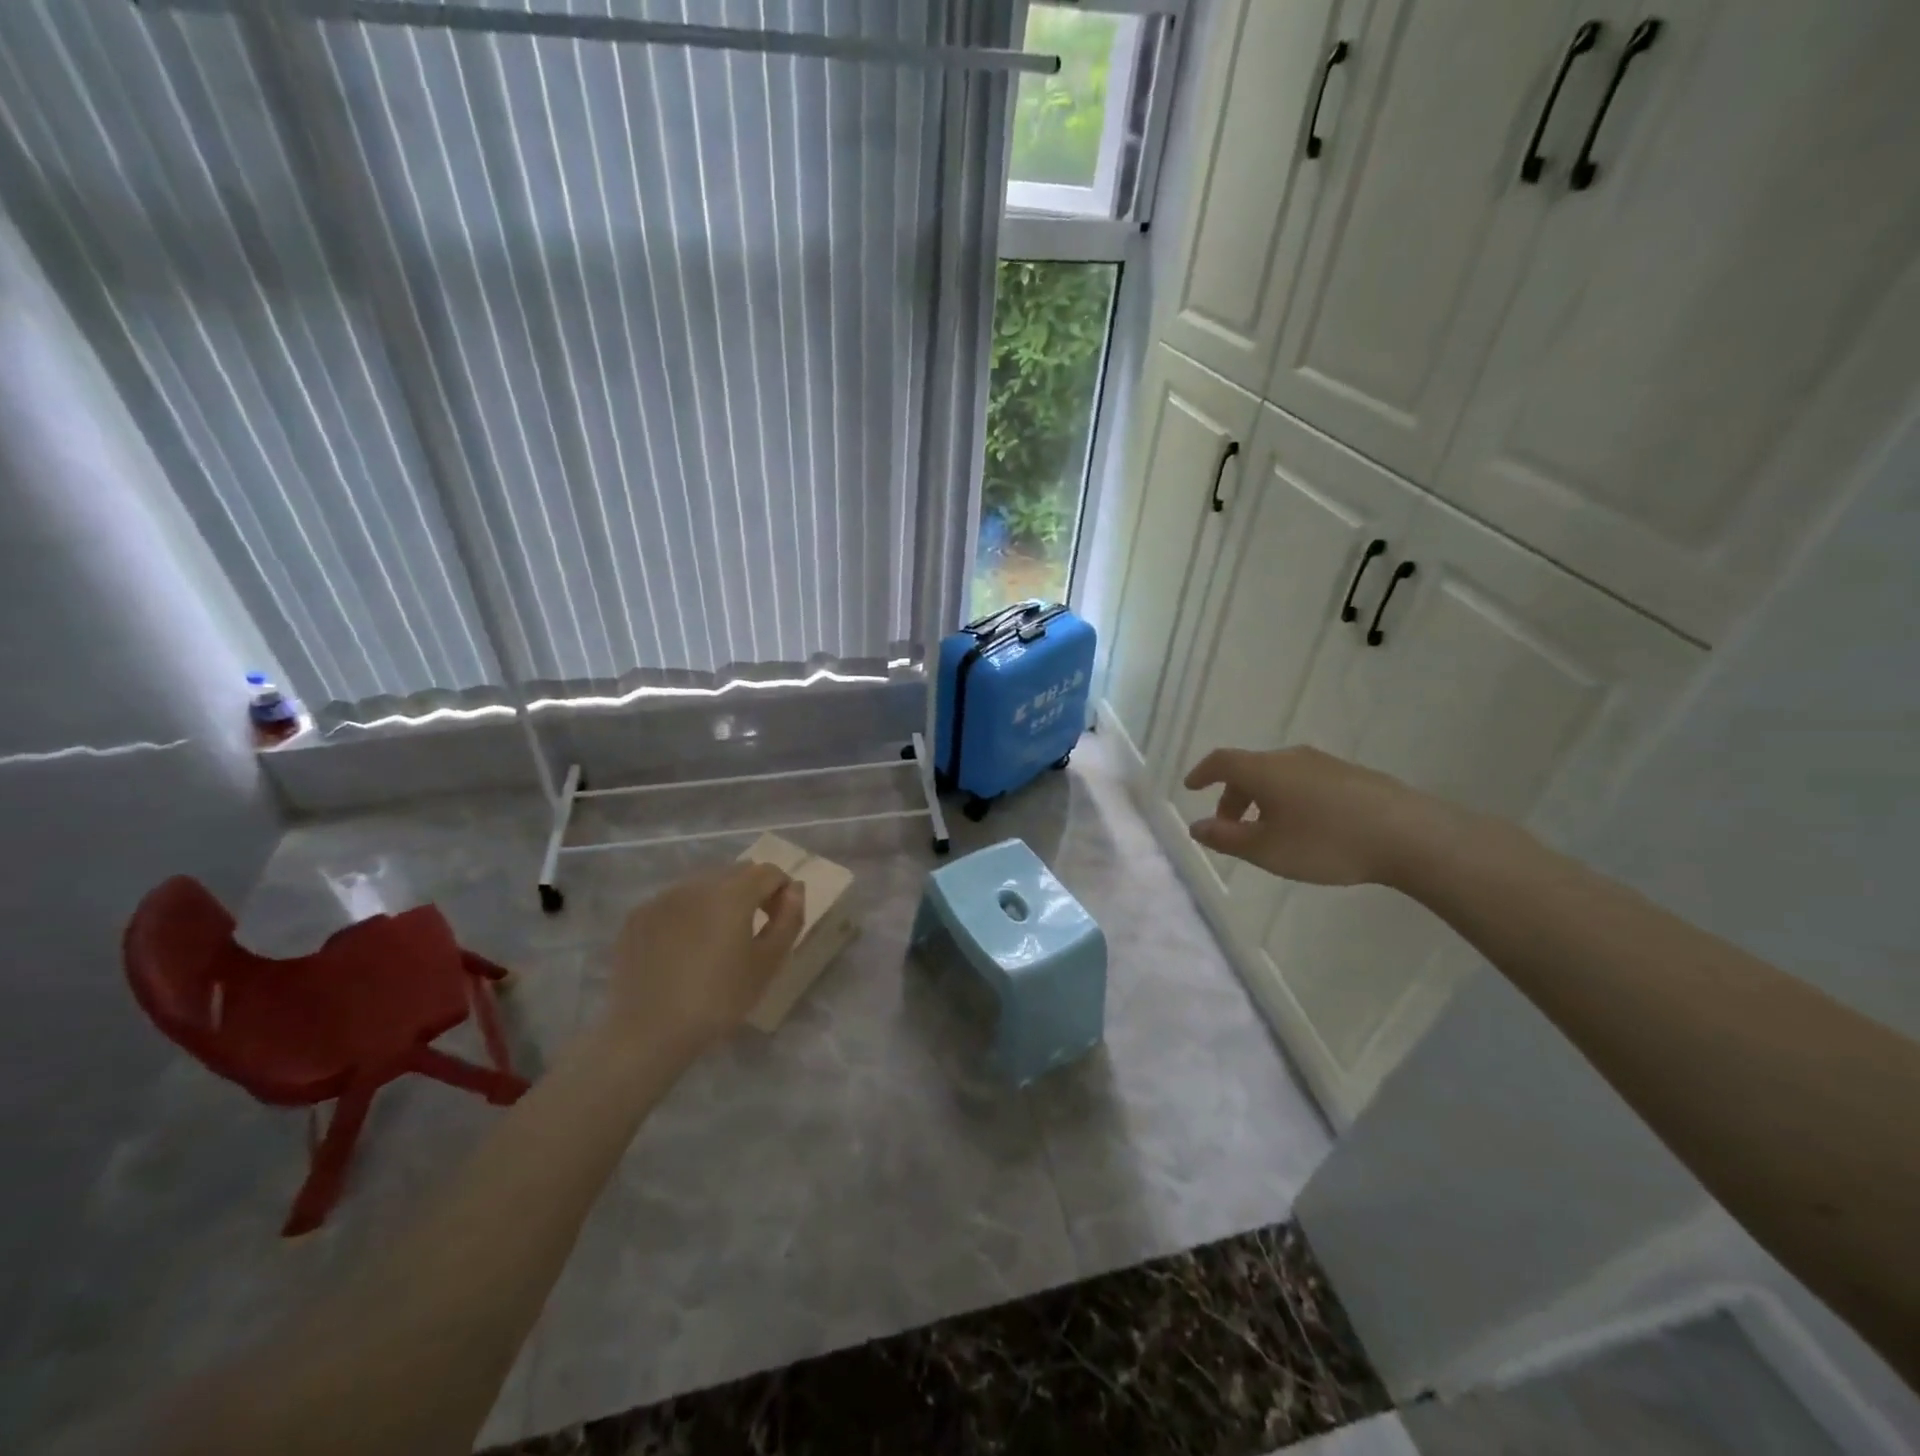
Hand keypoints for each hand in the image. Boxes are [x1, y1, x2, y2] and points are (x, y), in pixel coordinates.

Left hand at [603, 863, 805, 1054]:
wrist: (648, 1032)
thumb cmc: (718, 999)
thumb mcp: (768, 963)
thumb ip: (789, 919)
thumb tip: (795, 889)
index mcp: (732, 893)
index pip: (769, 872)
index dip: (782, 892)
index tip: (779, 922)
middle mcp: (696, 884)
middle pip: (736, 872)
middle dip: (752, 892)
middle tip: (752, 930)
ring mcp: (663, 897)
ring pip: (704, 884)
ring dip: (719, 900)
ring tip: (716, 939)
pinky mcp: (638, 916)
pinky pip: (675, 901)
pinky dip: (688, 913)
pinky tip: (683, 948)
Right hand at [1183, 746, 1460, 886]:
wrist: (1410, 835)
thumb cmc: (1326, 842)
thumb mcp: (1267, 849)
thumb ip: (1227, 838)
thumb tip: (1196, 826)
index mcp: (1264, 770)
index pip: (1221, 761)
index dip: (1202, 773)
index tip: (1191, 788)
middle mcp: (1290, 758)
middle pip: (1250, 770)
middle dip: (1233, 797)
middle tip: (1231, 829)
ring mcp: (1324, 763)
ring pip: (1278, 776)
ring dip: (1262, 799)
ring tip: (1269, 832)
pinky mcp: (1351, 775)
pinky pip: (1304, 781)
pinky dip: (1289, 799)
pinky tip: (1306, 828)